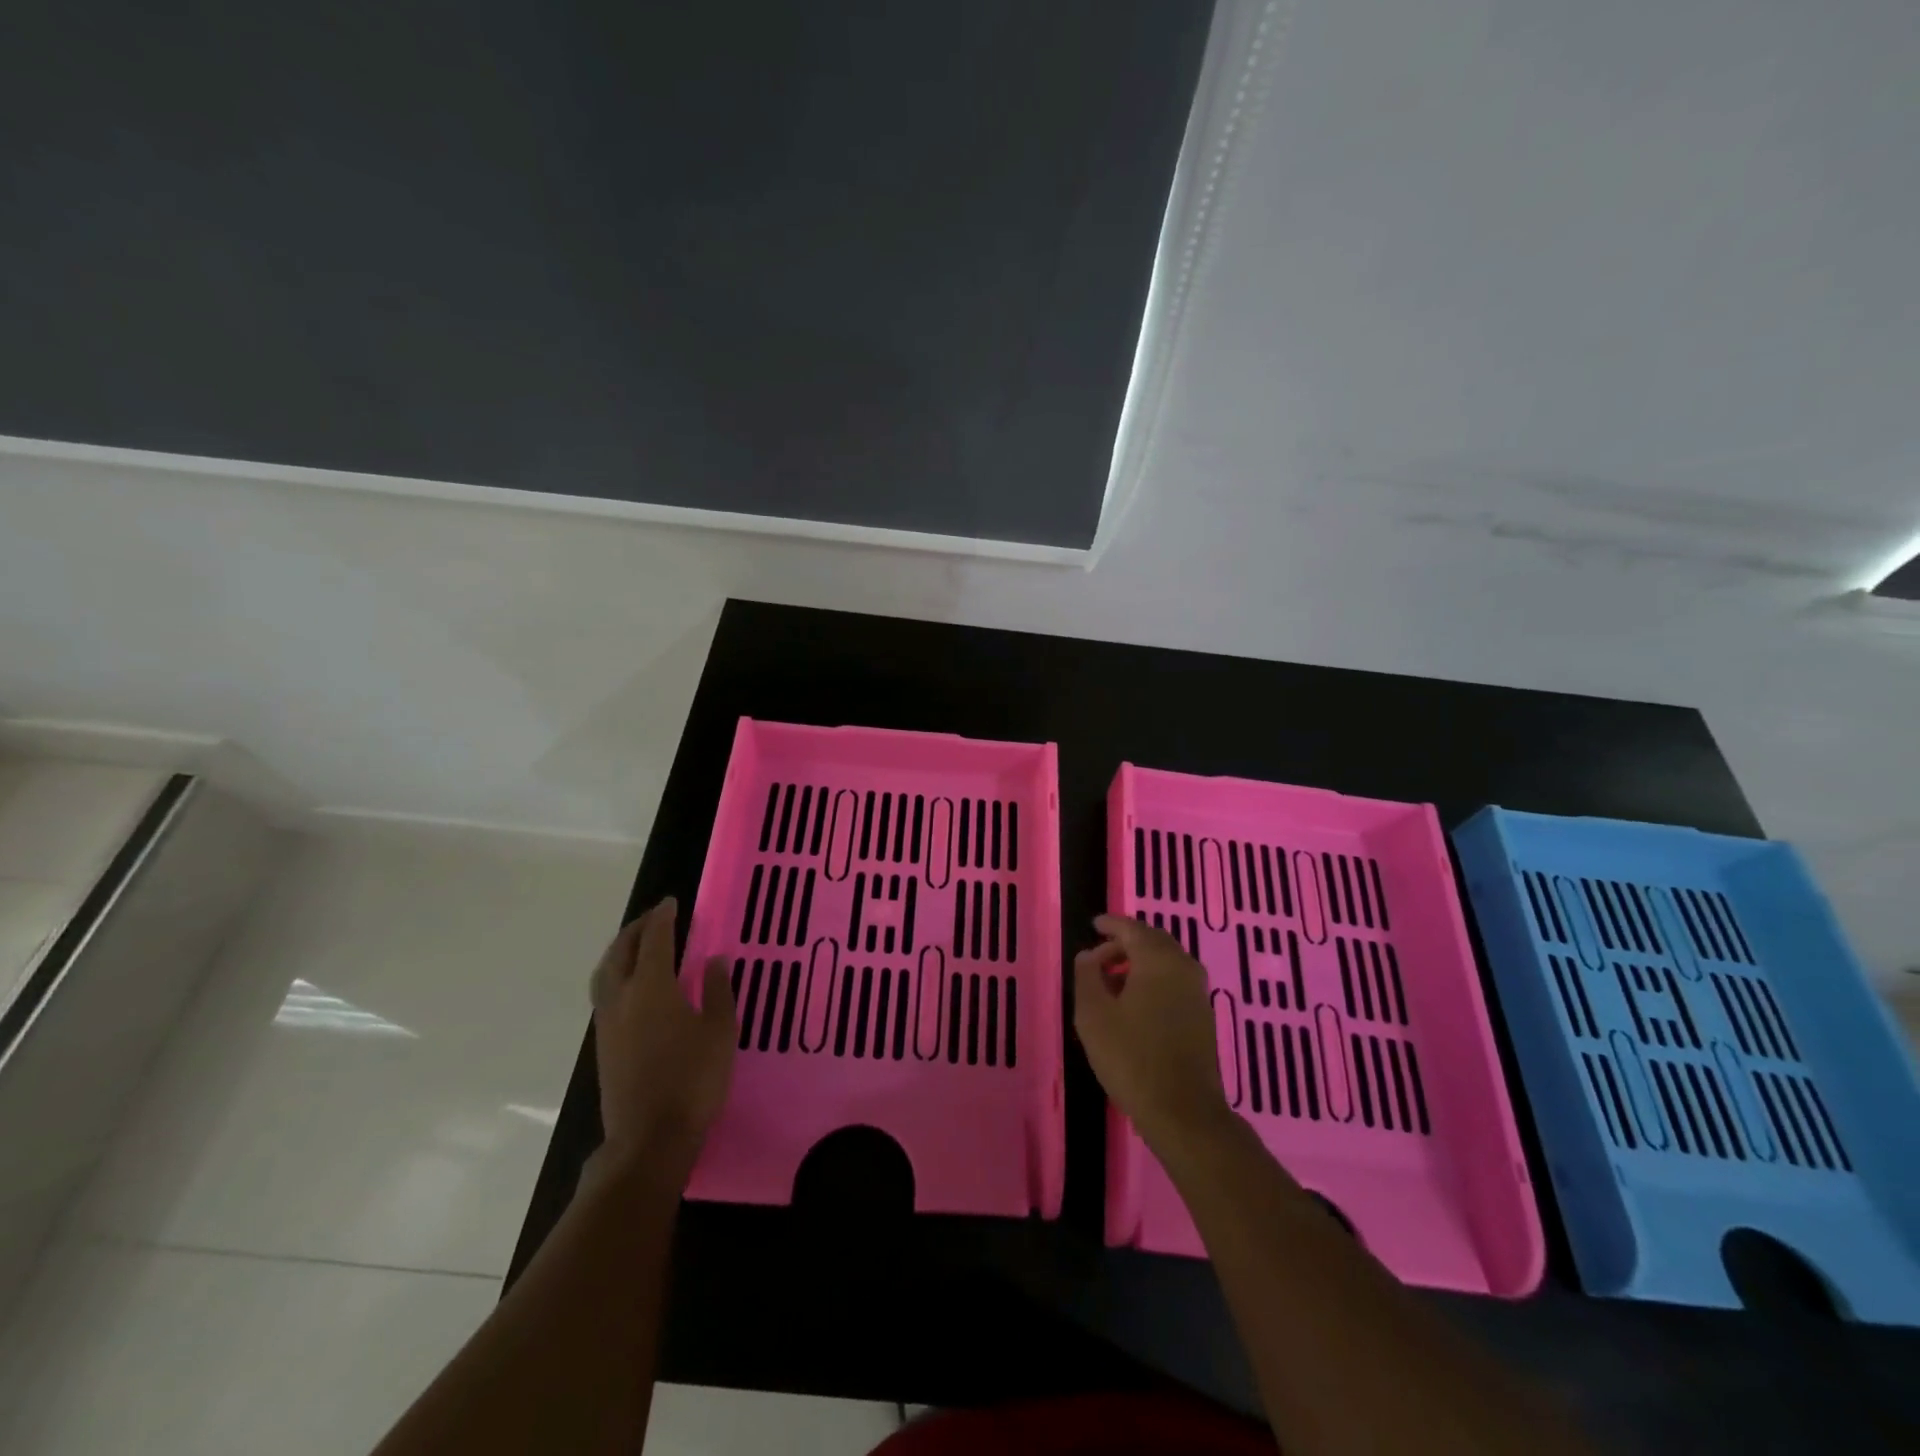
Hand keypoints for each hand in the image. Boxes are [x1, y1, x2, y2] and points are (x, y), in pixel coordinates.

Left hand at [589, 898, 735, 1171]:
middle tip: (654, 918)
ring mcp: (608, 1023)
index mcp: (652, 987)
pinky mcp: (603, 1045)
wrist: (649, 1139)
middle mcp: (622, 997)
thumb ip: (718, 991)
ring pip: (605, 973)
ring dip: (619, 951)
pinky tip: (632, 985)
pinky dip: (615, 974)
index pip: (655, 939)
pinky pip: (604, 993)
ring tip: (637, 945)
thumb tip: (715, 960)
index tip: (672, 902)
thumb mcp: (720, 1031)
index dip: (663, 917)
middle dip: (636, 929)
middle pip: (621, 952)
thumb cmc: (693, 1080)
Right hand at [1074, 913, 1233, 1150]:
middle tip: (1097, 957)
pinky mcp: (1203, 1015)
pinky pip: (1174, 982)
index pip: (1132, 928)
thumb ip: (1087, 976)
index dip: (1111, 924)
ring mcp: (1198, 992)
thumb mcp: (1094, 1015)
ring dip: (1138, 964)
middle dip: (1124, 944)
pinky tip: (1133, 1003)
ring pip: (1165, 962)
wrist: (1183, 1112)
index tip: (1093, 925)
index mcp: (1158, 959)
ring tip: (1110, 982)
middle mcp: (1183, 967)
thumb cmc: (1131, 1057)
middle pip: (1152, 942)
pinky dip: (1152, 980)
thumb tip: (1088, 955)